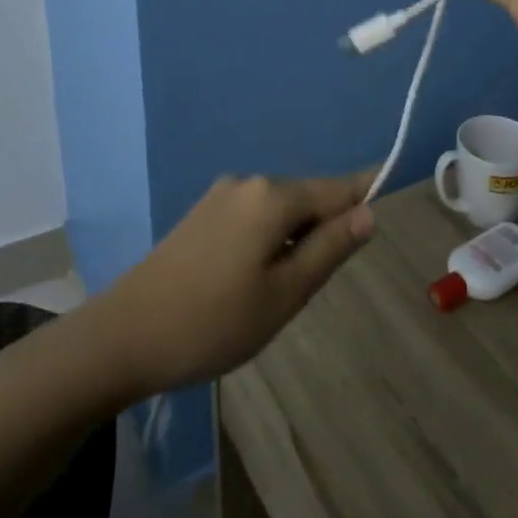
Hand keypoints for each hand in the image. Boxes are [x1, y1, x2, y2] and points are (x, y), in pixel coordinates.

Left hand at [97, 169, 376, 395]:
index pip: (336, 188)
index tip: (392, 189)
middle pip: (306, 198)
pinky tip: (250, 281)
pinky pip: (253, 217)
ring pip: (278, 211)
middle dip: (323, 229)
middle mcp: (248, 183)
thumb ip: (329, 249)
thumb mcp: (285, 294)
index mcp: (272, 196)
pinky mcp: (202, 213)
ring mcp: (221, 195)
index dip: (365, 192)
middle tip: (316, 285)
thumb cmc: (214, 321)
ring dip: (293, 239)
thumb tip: (368, 213)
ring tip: (279, 293)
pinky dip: (268, 240)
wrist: (126, 334)